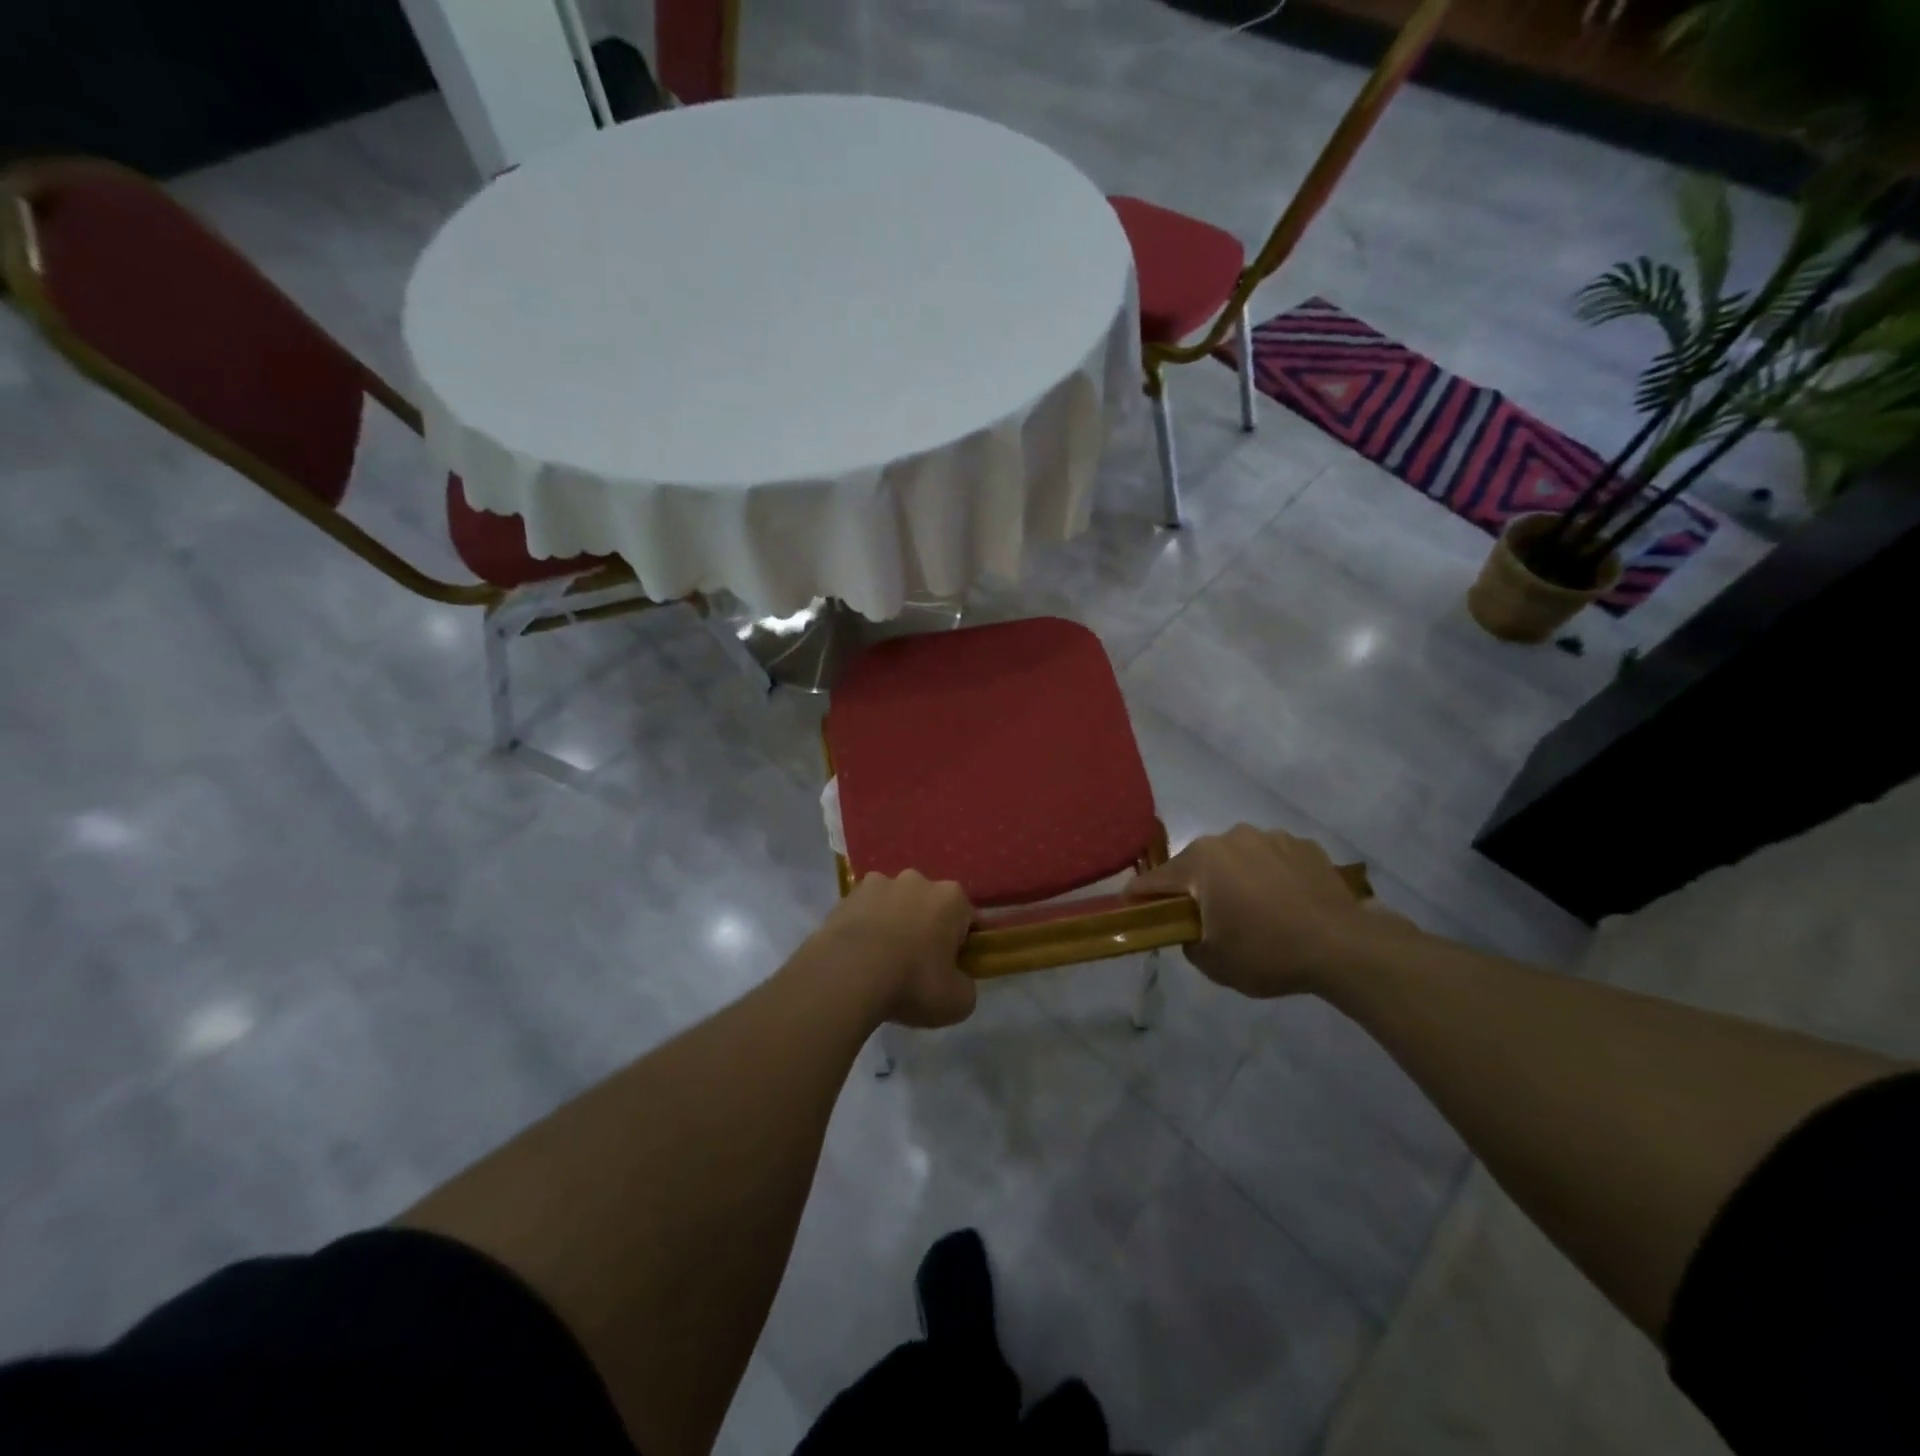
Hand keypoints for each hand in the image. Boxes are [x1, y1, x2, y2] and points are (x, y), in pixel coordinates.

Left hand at [813, 871, 976, 1028]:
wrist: (848, 975)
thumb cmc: (912, 983)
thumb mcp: (958, 1002)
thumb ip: (965, 986)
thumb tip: (957, 981)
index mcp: (951, 898)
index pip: (967, 919)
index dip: (963, 945)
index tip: (953, 968)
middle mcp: (917, 880)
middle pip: (929, 906)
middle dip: (926, 929)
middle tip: (918, 967)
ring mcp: (878, 883)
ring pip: (894, 905)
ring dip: (893, 924)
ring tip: (882, 962)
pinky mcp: (846, 896)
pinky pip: (864, 912)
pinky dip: (865, 928)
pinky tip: (858, 956)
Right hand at [1127, 825, 1414, 997]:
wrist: (1346, 947)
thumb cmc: (1268, 953)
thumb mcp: (1213, 962)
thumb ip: (1186, 939)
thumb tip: (1189, 927)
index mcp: (1201, 861)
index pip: (1154, 880)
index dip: (1140, 899)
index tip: (1135, 913)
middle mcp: (1230, 837)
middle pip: (1197, 865)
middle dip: (1195, 889)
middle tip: (1207, 921)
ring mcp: (1270, 837)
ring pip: (1236, 859)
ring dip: (1235, 879)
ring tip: (1255, 912)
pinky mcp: (1303, 845)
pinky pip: (1271, 859)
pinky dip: (1269, 876)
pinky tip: (1286, 903)